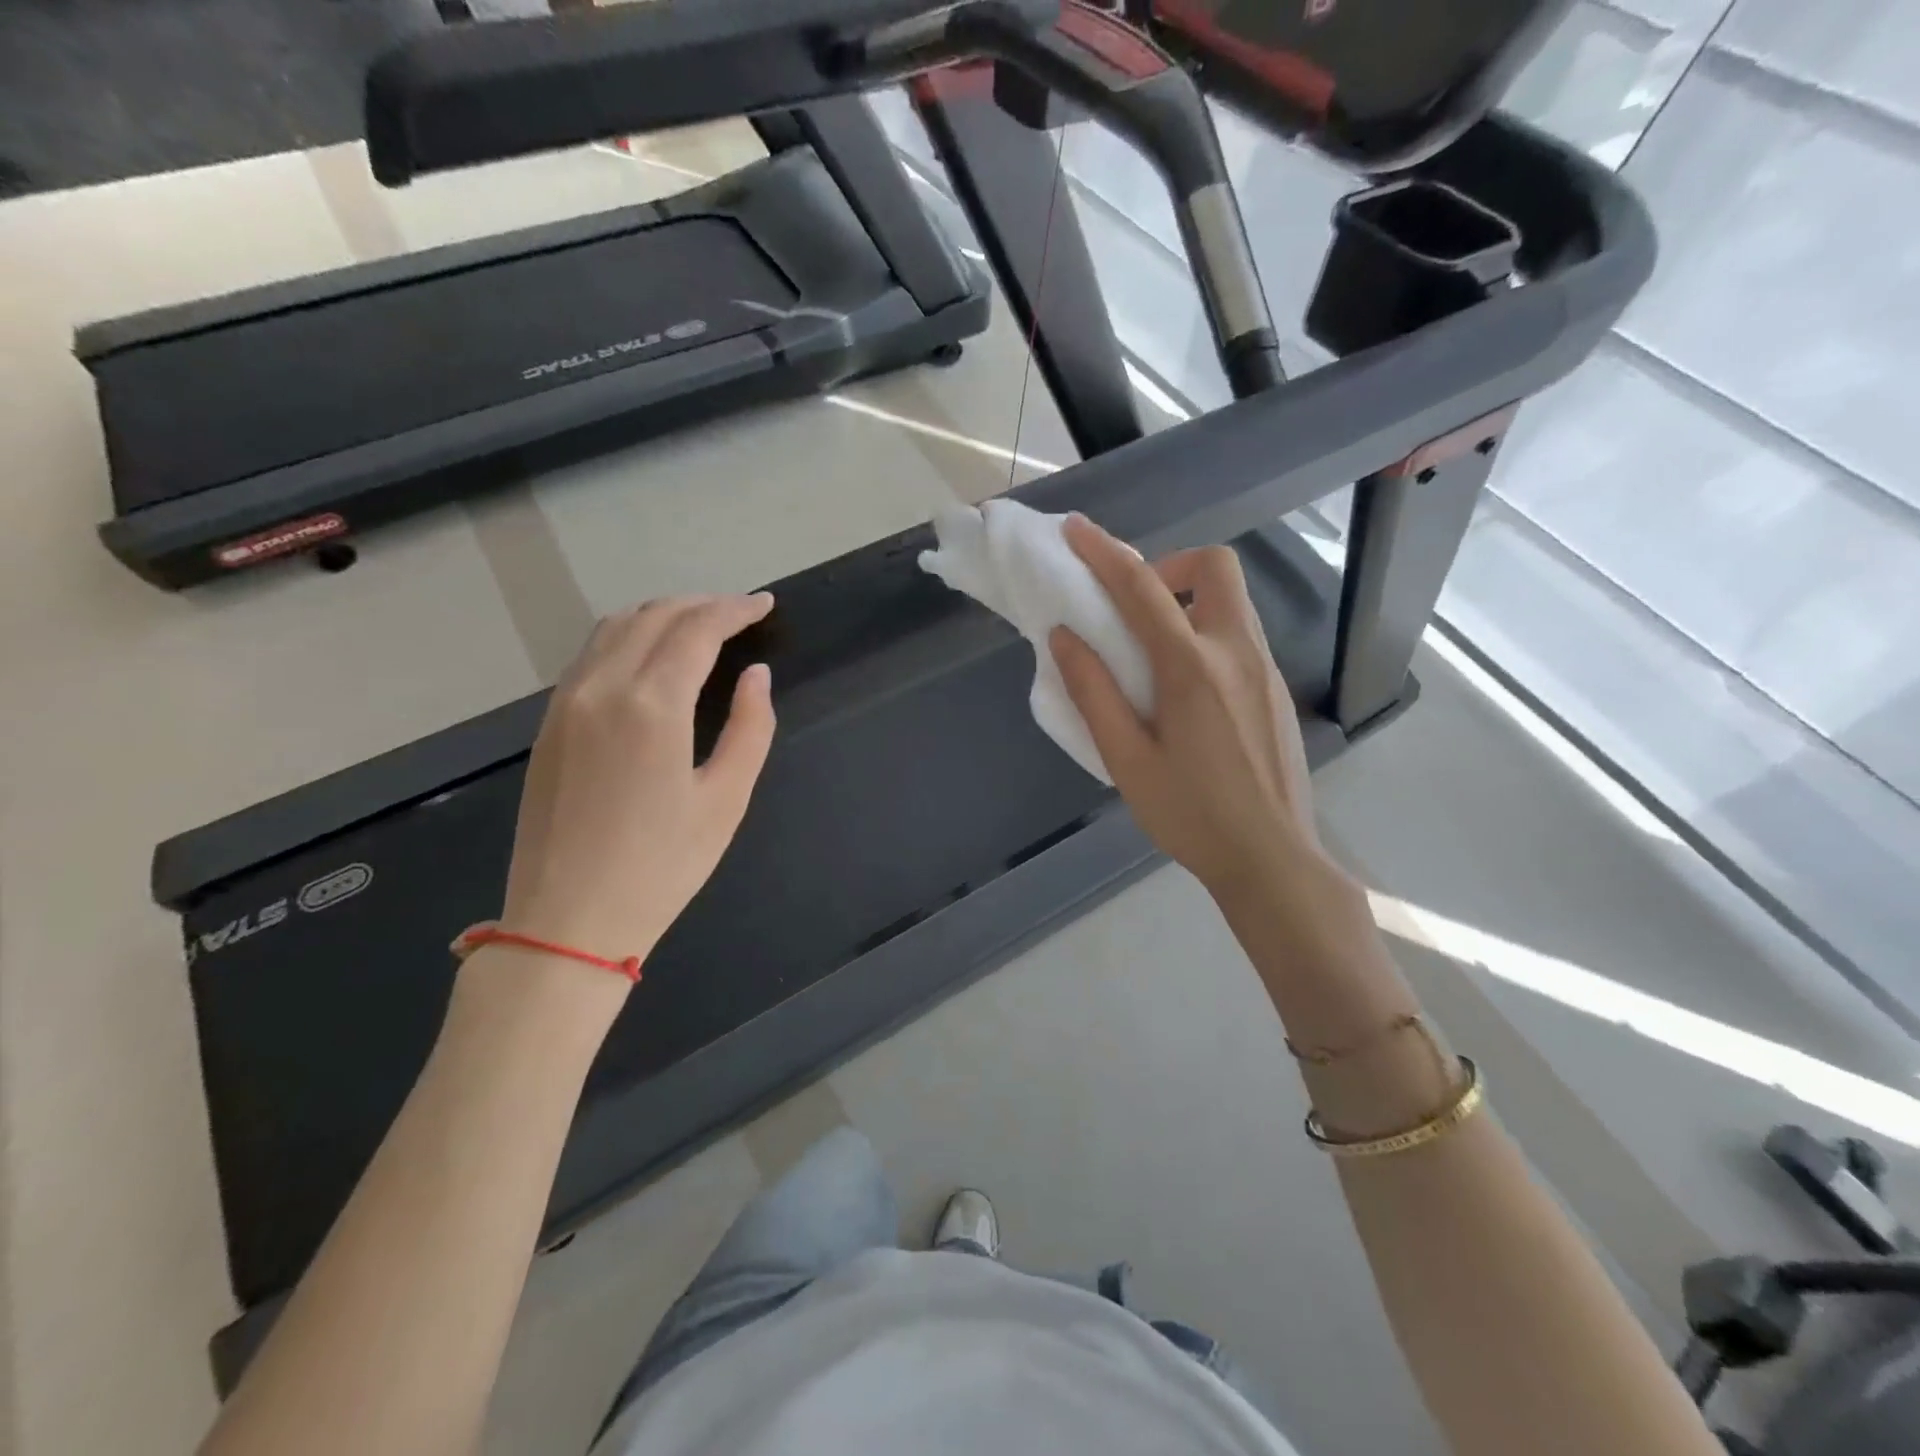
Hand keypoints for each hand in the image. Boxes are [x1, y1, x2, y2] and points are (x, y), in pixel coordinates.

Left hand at [496, 594, 776, 971]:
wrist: (567, 921)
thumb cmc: (661, 866)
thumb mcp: (726, 800)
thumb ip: (750, 728)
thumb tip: (756, 676)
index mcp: (652, 705)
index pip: (697, 629)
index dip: (735, 610)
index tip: (764, 605)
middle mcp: (602, 688)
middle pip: (654, 616)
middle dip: (701, 605)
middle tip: (740, 613)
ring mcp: (566, 702)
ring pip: (614, 627)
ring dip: (661, 614)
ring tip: (699, 625)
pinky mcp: (548, 723)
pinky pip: (591, 654)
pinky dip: (628, 636)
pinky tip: (650, 655)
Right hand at [1050, 515, 1322, 901]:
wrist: (1271, 859)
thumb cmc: (1190, 815)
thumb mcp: (1126, 760)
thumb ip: (1093, 692)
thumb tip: (1064, 637)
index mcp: (1192, 668)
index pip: (1142, 588)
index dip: (1104, 552)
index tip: (1076, 530)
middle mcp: (1237, 652)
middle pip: (1216, 566)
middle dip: (1171, 564)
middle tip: (1136, 607)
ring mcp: (1266, 668)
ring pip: (1232, 600)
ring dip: (1188, 599)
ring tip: (1152, 650)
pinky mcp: (1277, 688)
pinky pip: (1239, 634)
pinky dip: (1205, 630)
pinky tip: (1185, 687)